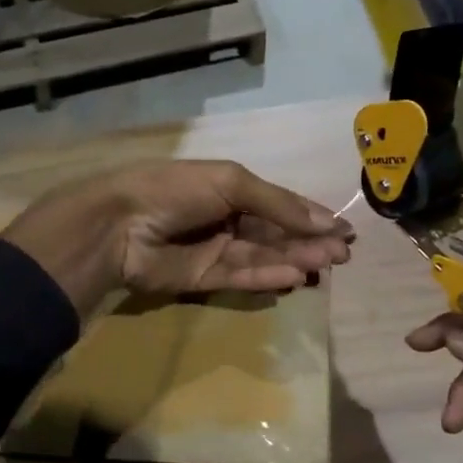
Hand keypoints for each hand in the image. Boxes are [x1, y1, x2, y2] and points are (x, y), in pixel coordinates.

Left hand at [2, 160, 352, 317]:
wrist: (119, 223)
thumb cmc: (175, 190)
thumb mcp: (230, 182)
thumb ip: (277, 204)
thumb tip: (325, 221)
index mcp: (229, 189)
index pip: (279, 204)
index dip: (311, 216)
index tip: (344, 230)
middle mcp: (225, 219)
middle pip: (275, 233)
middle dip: (309, 242)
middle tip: (343, 254)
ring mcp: (214, 250)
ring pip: (263, 256)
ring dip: (295, 259)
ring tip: (327, 264)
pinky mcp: (203, 280)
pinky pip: (241, 278)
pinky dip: (268, 277)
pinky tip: (294, 276)